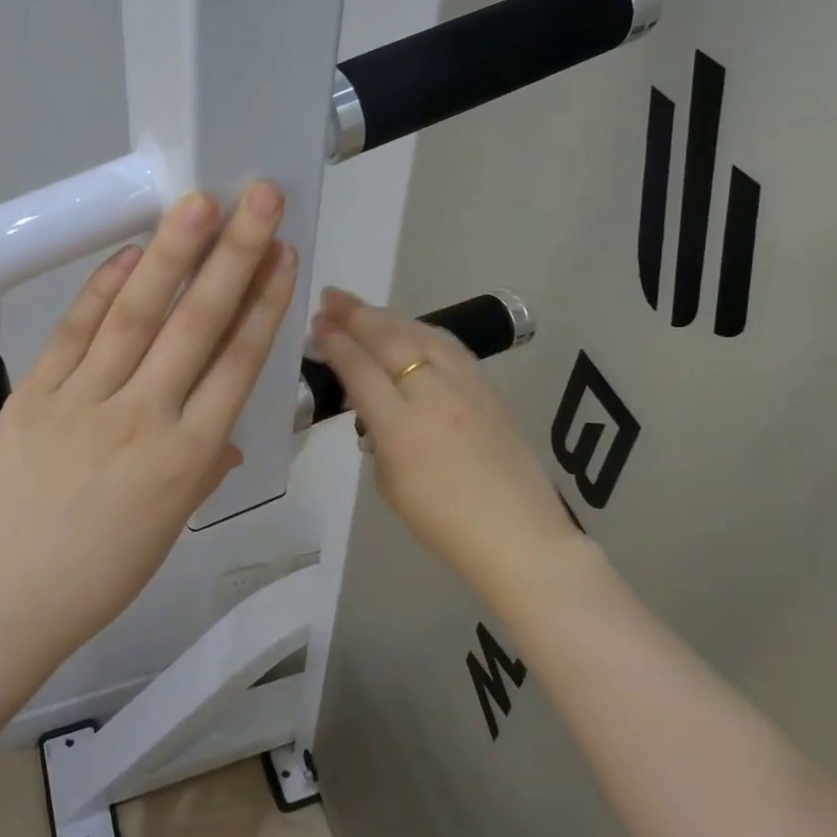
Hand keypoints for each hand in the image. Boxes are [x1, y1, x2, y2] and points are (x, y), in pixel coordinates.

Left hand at [0, 184, 297, 650]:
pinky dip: (103, 288)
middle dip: (234, 255)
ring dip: (172, 253)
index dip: (264, 303)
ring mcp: (86, 401)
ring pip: (137, 314)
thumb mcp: (171, 525)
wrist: (7, 597)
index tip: (283, 254)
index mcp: (190, 458)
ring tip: (199, 202)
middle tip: (259, 198)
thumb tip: (224, 435)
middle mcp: (146, 417)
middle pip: (197, 324)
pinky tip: (130, 252)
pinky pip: (76, 332)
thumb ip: (203, 467)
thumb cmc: (101, 573)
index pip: (238, 363)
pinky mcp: (37, 395)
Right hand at [311, 288, 583, 587]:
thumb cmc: (444, 524)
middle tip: (332, 299)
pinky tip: (412, 329)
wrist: (518, 536)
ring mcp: (467, 388)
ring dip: (389, 317)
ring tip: (364, 309)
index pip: (360, 371)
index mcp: (401, 428)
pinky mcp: (490, 389)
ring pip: (423, 335)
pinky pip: (450, 348)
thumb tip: (376, 407)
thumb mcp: (390, 484)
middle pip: (389, 341)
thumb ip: (379, 437)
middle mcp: (433, 396)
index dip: (336, 344)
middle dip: (356, 316)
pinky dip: (423, 332)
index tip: (319, 326)